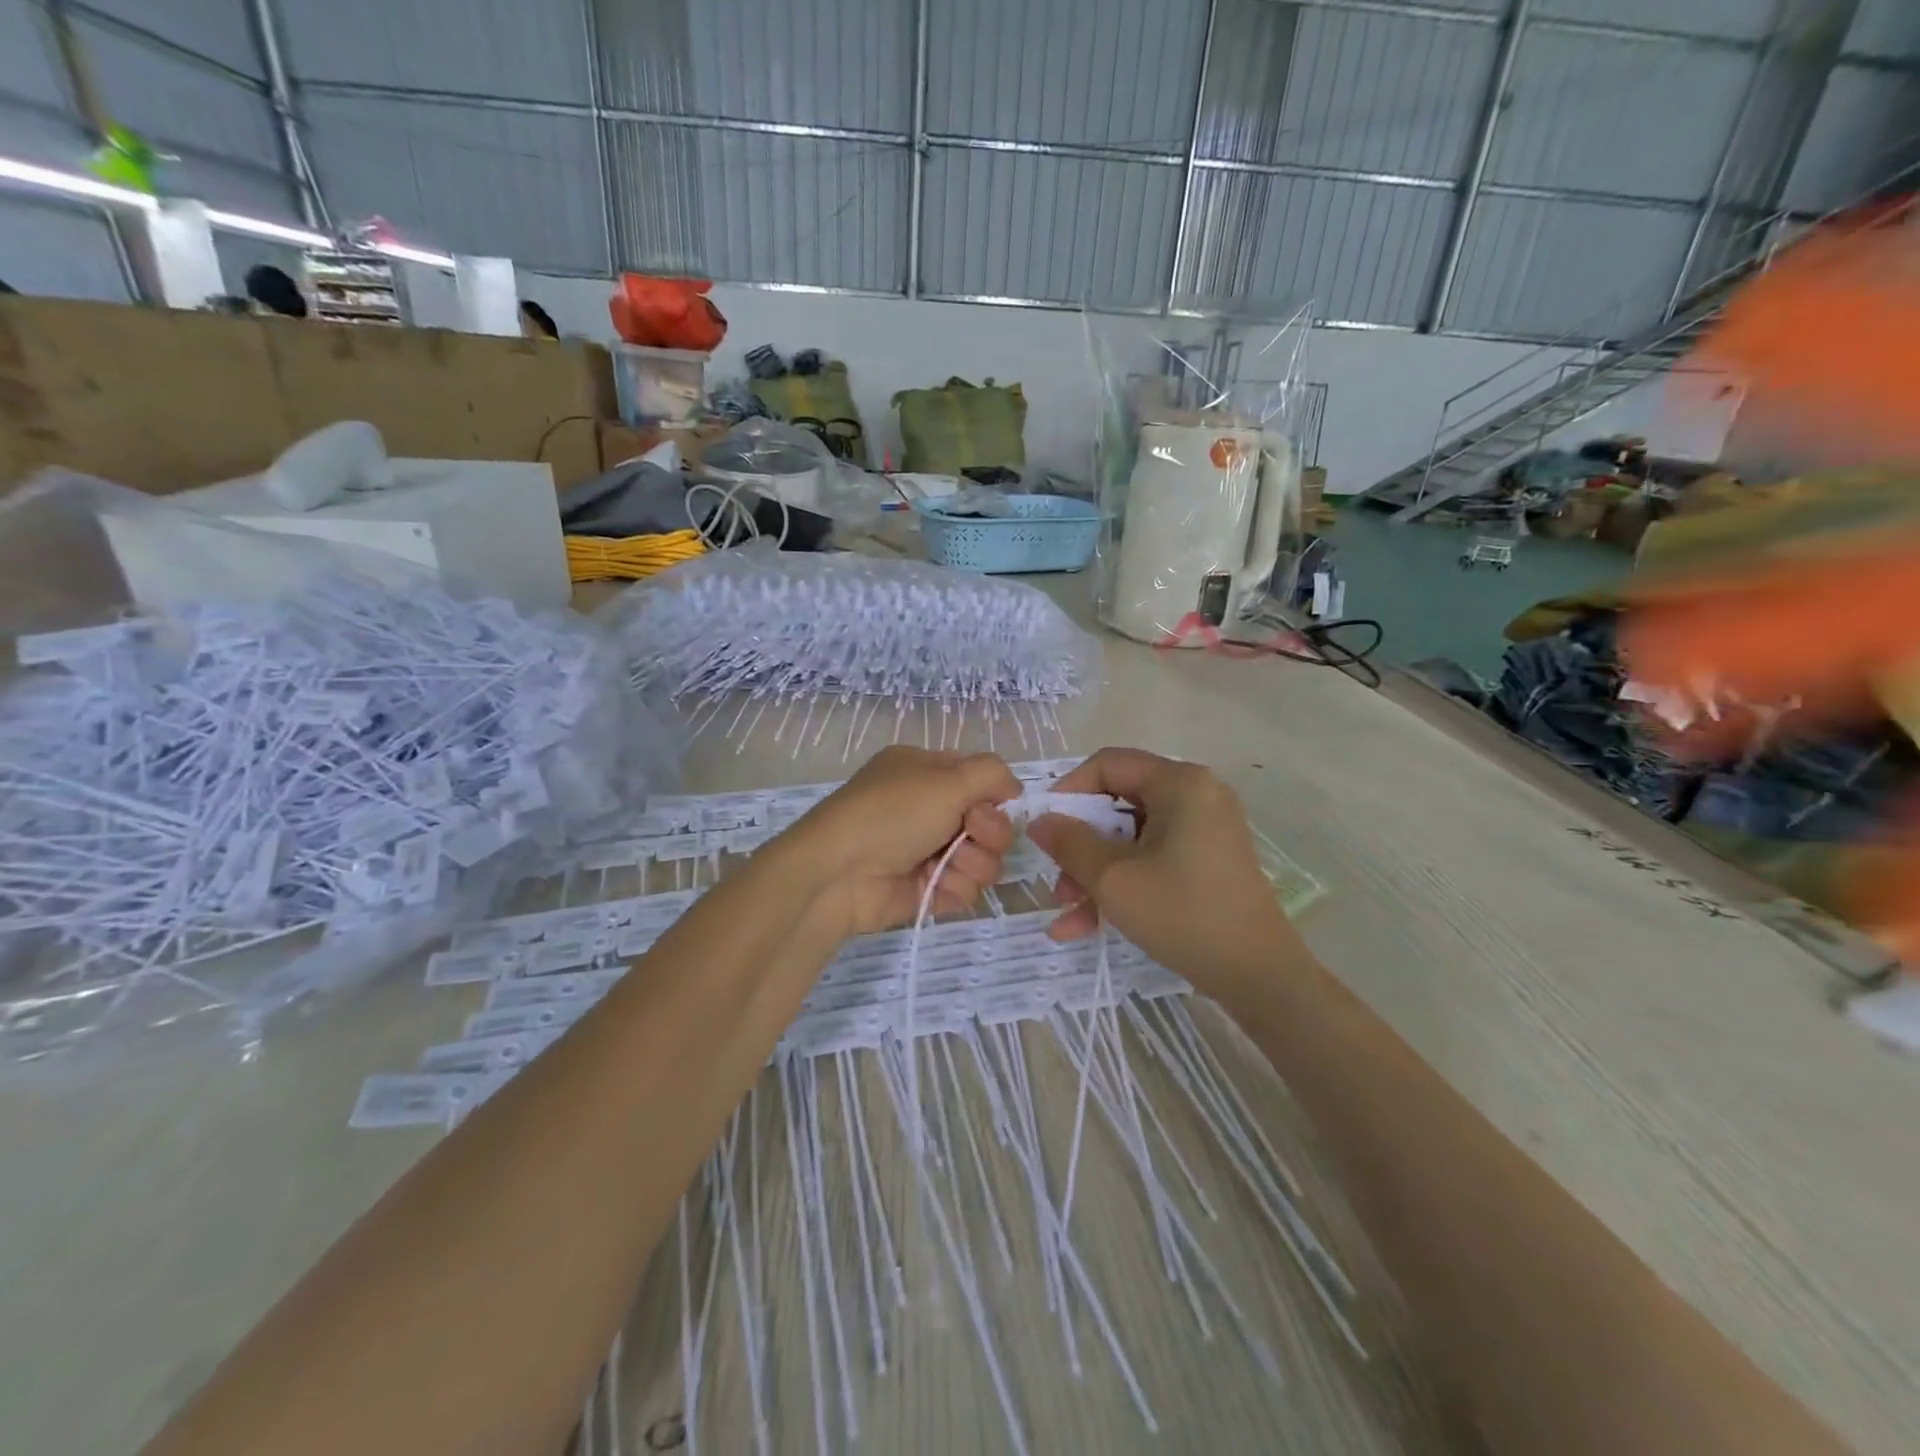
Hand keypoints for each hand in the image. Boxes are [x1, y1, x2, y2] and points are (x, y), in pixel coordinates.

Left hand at [786, 746, 1019, 937]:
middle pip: (992, 823)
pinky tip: (933, 885)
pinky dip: (955, 888)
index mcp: (928, 773)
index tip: (988, 804)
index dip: (994, 795)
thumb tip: (1013, 787)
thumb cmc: (891, 814)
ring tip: (945, 865)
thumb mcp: (945, 778)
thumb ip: (991, 774)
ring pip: (985, 859)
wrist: (839, 873)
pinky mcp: (928, 888)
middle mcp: (931, 809)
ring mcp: (929, 851)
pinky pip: (966, 889)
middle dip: (988, 832)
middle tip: (965, 833)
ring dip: (972, 863)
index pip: (982, 780)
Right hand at [1026, 747, 1302, 1000]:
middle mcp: (1195, 795)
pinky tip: (1087, 926)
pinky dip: (1122, 884)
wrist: (1259, 976)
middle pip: (1118, 803)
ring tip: (1068, 913)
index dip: (1068, 792)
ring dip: (1095, 873)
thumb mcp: (1113, 878)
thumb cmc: (1183, 914)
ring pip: (1130, 838)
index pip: (1108, 764)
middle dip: (1080, 846)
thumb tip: (1039, 820)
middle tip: (1056, 880)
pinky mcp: (1206, 861)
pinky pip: (1152, 859)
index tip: (1045, 828)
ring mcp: (1204, 829)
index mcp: (1179, 783)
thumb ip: (1069, 842)